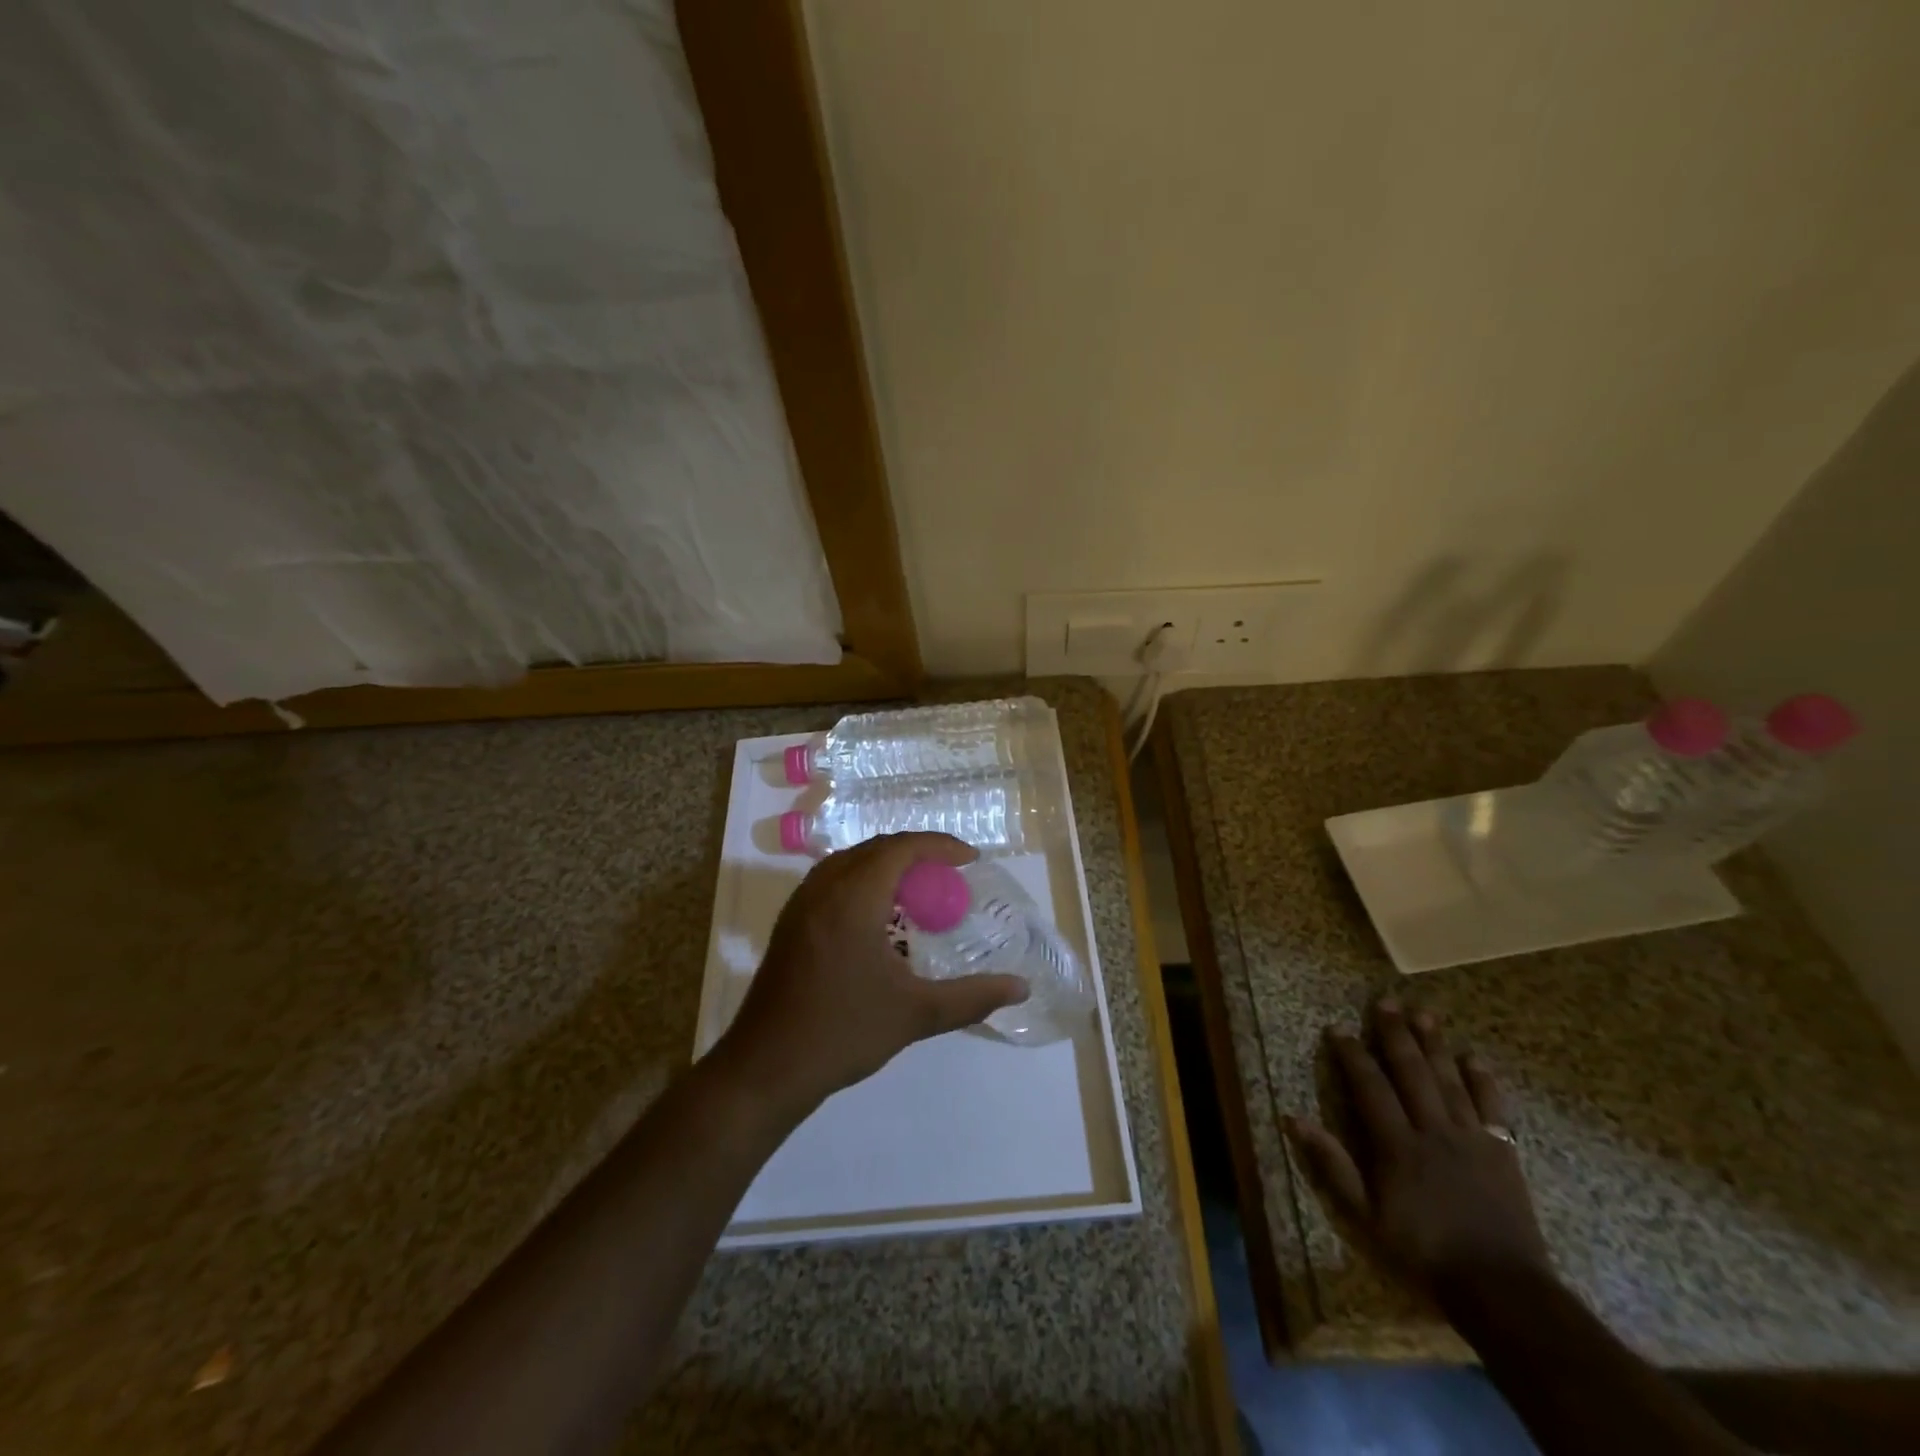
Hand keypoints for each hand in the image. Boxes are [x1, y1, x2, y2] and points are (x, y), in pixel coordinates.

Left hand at [716, 833, 1028, 1118]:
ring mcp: (801, 905)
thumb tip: (1020, 987)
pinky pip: (832, 880)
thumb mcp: (916, 1014)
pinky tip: (879, 915)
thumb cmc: (843, 1032)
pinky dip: (862, 880)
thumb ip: (972, 997)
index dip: (938, 845)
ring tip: (919, 888)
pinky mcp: (790, 924)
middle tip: (950, 874)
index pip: (900, 848)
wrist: (766, 1068)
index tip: (970, 860)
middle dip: (916, 852)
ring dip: (886, 864)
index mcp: (853, 898)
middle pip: (875, 848)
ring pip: (849, 862)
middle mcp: (823, 888)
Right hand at [1285, 996, 1551, 1290]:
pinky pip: (1492, 1108)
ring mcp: (1472, 1139)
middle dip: (1396, 1034)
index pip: (1370, 1087)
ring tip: (1424, 1013)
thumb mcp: (1366, 1217)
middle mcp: (1433, 1130)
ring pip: (1450, 1080)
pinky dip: (1483, 1081)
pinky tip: (1474, 1058)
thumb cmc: (1424, 1253)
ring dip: (1435, 1045)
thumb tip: (1294, 1119)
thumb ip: (1333, 1165)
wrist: (1503, 1290)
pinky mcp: (1502, 1152)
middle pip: (1412, 1072)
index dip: (1352, 1055)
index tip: (1338, 1027)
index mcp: (1397, 1145)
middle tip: (1386, 1001)